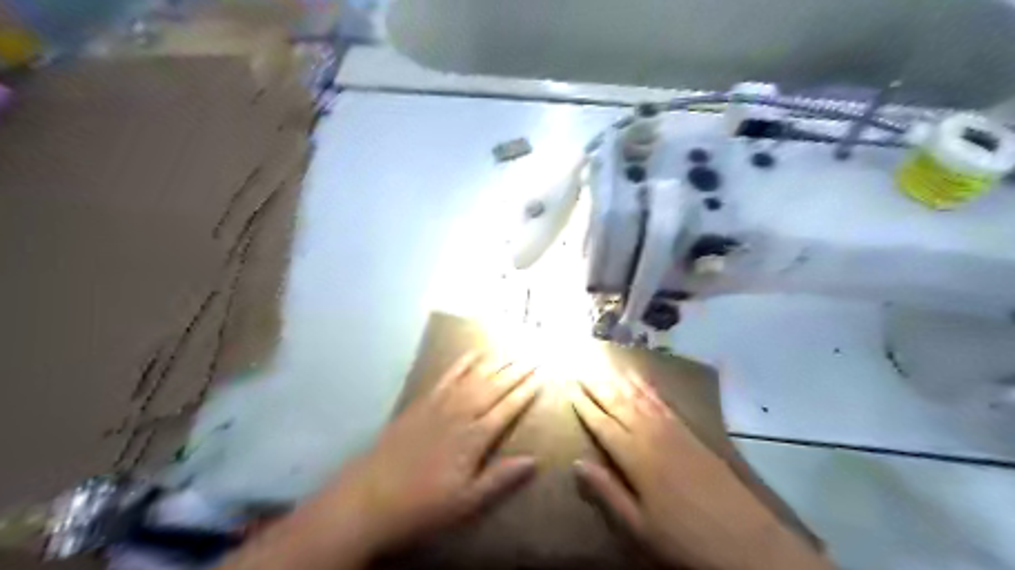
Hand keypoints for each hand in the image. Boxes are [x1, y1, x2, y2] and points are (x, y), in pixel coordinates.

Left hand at [218, 355, 542, 567]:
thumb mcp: (467, 501)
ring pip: (474, 377)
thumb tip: (534, 460)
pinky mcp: (422, 402)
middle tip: (534, 356)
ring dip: (495, 363)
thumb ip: (501, 478)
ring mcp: (440, 404)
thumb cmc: (423, 505)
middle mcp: (461, 414)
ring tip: (512, 351)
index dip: (526, 391)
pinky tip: (472, 354)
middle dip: (516, 371)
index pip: (508, 408)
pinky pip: (447, 377)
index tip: (541, 376)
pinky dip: (462, 364)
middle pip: (494, 387)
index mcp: (475, 438)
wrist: (370, 497)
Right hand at [568, 373, 826, 569]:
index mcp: (635, 457)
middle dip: (598, 385)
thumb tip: (577, 464)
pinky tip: (641, 378)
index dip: (585, 406)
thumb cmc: (684, 536)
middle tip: (581, 367)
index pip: (602, 424)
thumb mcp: (639, 525)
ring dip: (619, 379)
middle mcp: (651, 434)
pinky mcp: (690, 430)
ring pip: (639, 396)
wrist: (745, 538)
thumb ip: (607, 492)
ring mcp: (673, 429)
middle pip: (619, 402)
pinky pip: (663, 400)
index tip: (570, 388)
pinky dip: (648, 386)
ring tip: (604, 364)